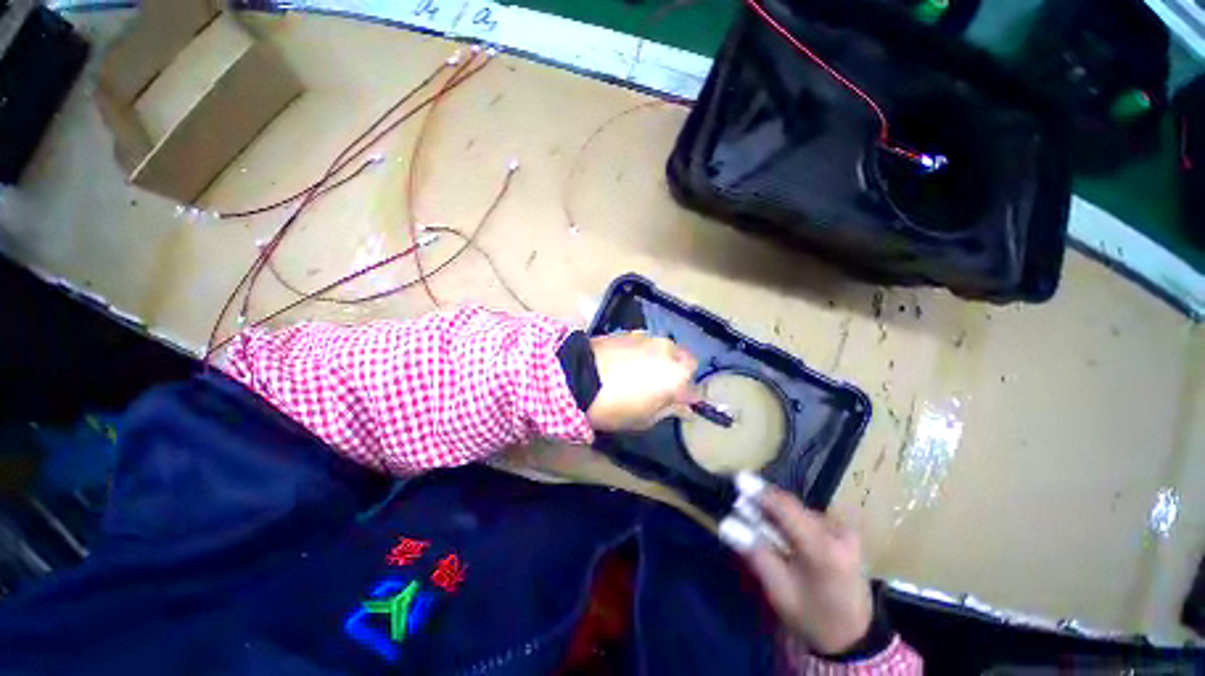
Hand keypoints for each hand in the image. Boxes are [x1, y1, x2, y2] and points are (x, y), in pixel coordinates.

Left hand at [586, 331, 697, 431]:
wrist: (578, 376)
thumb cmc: (614, 406)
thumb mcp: (644, 418)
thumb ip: (669, 410)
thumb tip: (684, 407)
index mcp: (677, 378)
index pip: (695, 390)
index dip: (688, 400)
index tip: (678, 406)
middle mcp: (669, 353)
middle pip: (687, 362)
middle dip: (681, 373)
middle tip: (664, 386)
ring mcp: (650, 339)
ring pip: (668, 349)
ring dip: (663, 360)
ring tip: (644, 371)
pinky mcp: (632, 332)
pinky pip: (648, 342)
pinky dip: (646, 351)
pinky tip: (629, 360)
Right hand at [721, 484, 872, 655]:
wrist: (855, 637)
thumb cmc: (813, 617)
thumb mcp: (779, 590)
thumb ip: (755, 552)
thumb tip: (726, 524)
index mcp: (823, 549)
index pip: (786, 508)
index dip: (760, 491)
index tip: (737, 479)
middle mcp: (838, 532)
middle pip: (791, 508)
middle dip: (764, 505)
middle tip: (740, 508)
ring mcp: (845, 531)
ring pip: (799, 511)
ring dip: (777, 514)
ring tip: (760, 525)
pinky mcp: (846, 533)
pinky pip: (809, 517)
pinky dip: (791, 521)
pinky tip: (783, 534)